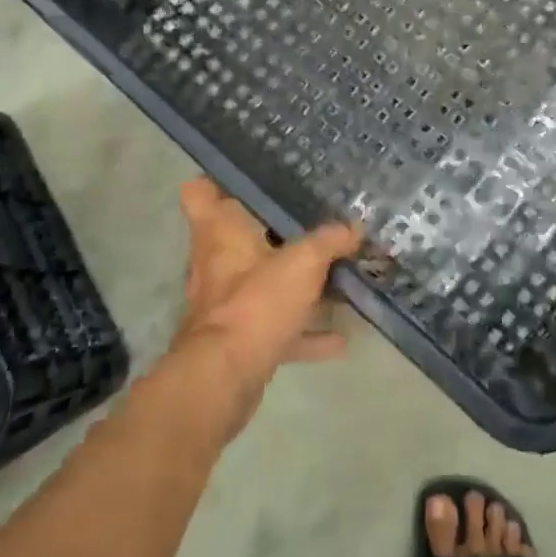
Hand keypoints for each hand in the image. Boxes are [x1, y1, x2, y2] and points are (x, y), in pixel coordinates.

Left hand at [168, 178, 361, 436]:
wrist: (225, 379)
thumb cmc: (257, 301)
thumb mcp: (304, 261)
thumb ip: (331, 240)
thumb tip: (355, 226)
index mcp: (220, 231)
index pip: (200, 191)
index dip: (220, 181)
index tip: (256, 177)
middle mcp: (216, 261)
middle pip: (241, 236)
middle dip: (276, 232)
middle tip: (313, 219)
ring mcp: (226, 302)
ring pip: (262, 281)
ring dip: (295, 284)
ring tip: (335, 277)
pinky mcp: (239, 338)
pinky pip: (277, 326)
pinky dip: (304, 331)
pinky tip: (340, 337)